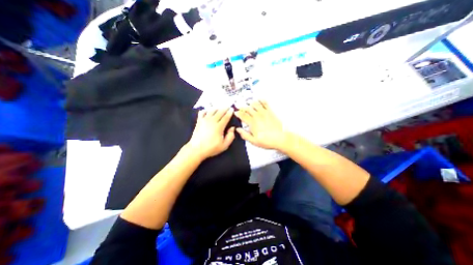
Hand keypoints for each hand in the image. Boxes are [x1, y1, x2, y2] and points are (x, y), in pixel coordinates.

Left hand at [185, 107, 235, 159]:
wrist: (196, 149)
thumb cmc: (211, 148)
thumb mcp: (224, 145)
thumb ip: (230, 136)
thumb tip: (232, 128)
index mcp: (219, 126)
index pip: (226, 117)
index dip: (230, 112)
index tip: (232, 109)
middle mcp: (212, 121)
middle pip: (219, 112)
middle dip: (225, 108)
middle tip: (228, 106)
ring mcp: (204, 120)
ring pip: (211, 110)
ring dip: (217, 108)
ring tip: (220, 108)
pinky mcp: (199, 121)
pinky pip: (202, 112)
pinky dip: (206, 110)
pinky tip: (208, 111)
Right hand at [235, 100, 287, 151]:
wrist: (280, 138)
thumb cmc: (266, 141)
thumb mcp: (253, 141)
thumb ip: (244, 135)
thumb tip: (238, 129)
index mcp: (252, 123)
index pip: (242, 115)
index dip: (238, 113)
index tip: (235, 112)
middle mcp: (257, 116)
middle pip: (248, 108)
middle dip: (243, 107)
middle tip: (240, 108)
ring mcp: (264, 113)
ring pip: (255, 104)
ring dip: (251, 103)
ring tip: (249, 104)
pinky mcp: (270, 112)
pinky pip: (265, 103)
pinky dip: (261, 100)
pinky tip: (259, 100)